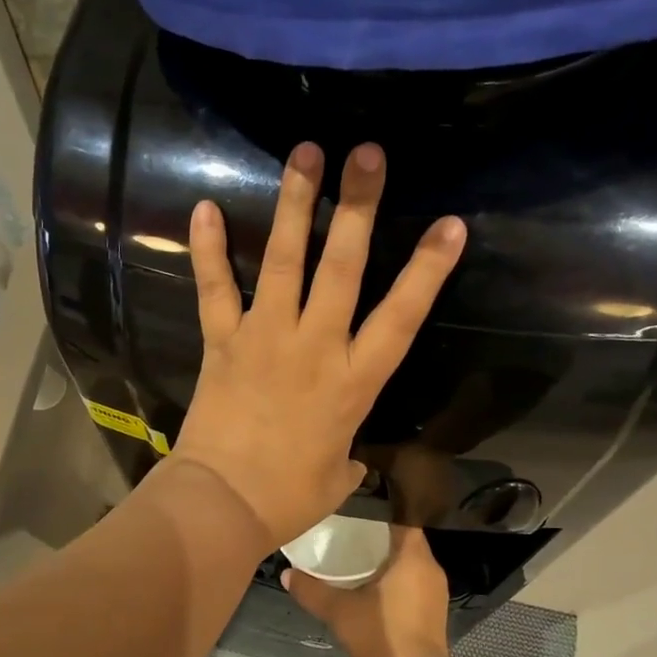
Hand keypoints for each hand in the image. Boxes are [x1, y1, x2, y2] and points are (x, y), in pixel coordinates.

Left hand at [172, 141, 465, 547]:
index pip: (401, 316)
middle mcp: (314, 346)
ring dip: (295, 204)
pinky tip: (205, 206)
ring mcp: (265, 337)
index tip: (450, 224)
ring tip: (304, 153)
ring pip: (283, 260)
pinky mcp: (223, 341)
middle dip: (357, 207)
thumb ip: (347, 457)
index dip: (428, 270)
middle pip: (342, 267)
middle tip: (367, 154)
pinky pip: (215, 288)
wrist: (221, 504)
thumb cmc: (288, 497)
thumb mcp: (337, 477)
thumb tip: (345, 457)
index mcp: (354, 381)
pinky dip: (209, 249)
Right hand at [283, 527, 453, 656]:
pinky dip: (394, 578)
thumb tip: (286, 573)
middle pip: (405, 539)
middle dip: (378, 536)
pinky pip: (412, 581)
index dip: (380, 512)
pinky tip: (370, 585)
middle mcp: (430, 568)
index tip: (355, 511)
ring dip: (387, 559)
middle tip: (347, 531)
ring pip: (409, 562)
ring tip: (354, 555)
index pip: (402, 518)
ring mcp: (435, 591)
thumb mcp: (340, 611)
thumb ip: (312, 590)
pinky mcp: (433, 611)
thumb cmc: (381, 637)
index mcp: (414, 557)